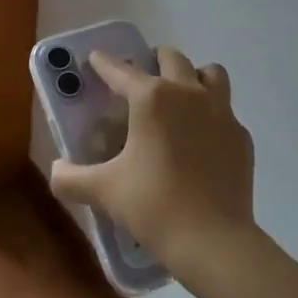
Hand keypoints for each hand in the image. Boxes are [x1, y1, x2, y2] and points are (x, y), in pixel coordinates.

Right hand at [48, 45, 258, 285]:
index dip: (105, 63)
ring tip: (180, 96)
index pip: (122, 71)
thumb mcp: (104, 191)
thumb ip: (71, 178)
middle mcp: (189, 93)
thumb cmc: (154, 206)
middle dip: (154, 60)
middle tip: (142, 78)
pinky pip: (226, 111)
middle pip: (172, 58)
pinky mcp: (241, 136)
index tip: (96, 57)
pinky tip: (202, 139)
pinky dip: (212, 115)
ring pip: (210, 74)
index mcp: (152, 99)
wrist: (213, 239)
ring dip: (193, 77)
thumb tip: (56, 170)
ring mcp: (221, 112)